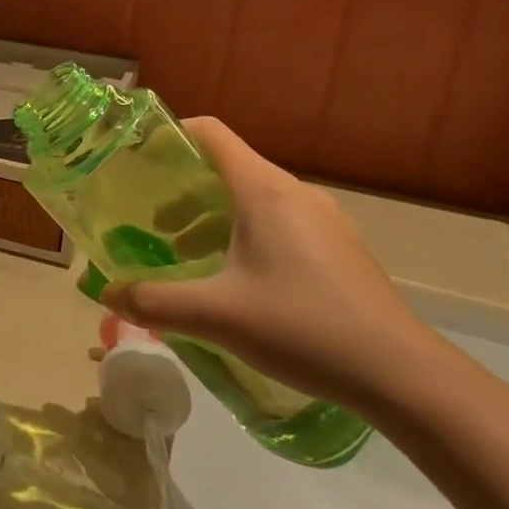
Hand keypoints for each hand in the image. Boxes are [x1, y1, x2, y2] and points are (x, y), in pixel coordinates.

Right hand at [103, 117, 442, 413]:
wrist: (402, 374)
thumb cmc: (301, 327)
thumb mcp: (216, 316)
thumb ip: (154, 301)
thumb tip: (107, 293)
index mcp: (264, 191)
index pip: (211, 133)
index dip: (171, 134)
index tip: (138, 158)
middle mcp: (295, 193)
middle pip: (228, 169)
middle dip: (183, 192)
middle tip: (155, 227)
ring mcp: (324, 220)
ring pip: (255, 200)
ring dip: (214, 218)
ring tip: (189, 259)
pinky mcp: (340, 249)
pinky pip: (280, 223)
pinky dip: (245, 235)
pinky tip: (238, 283)